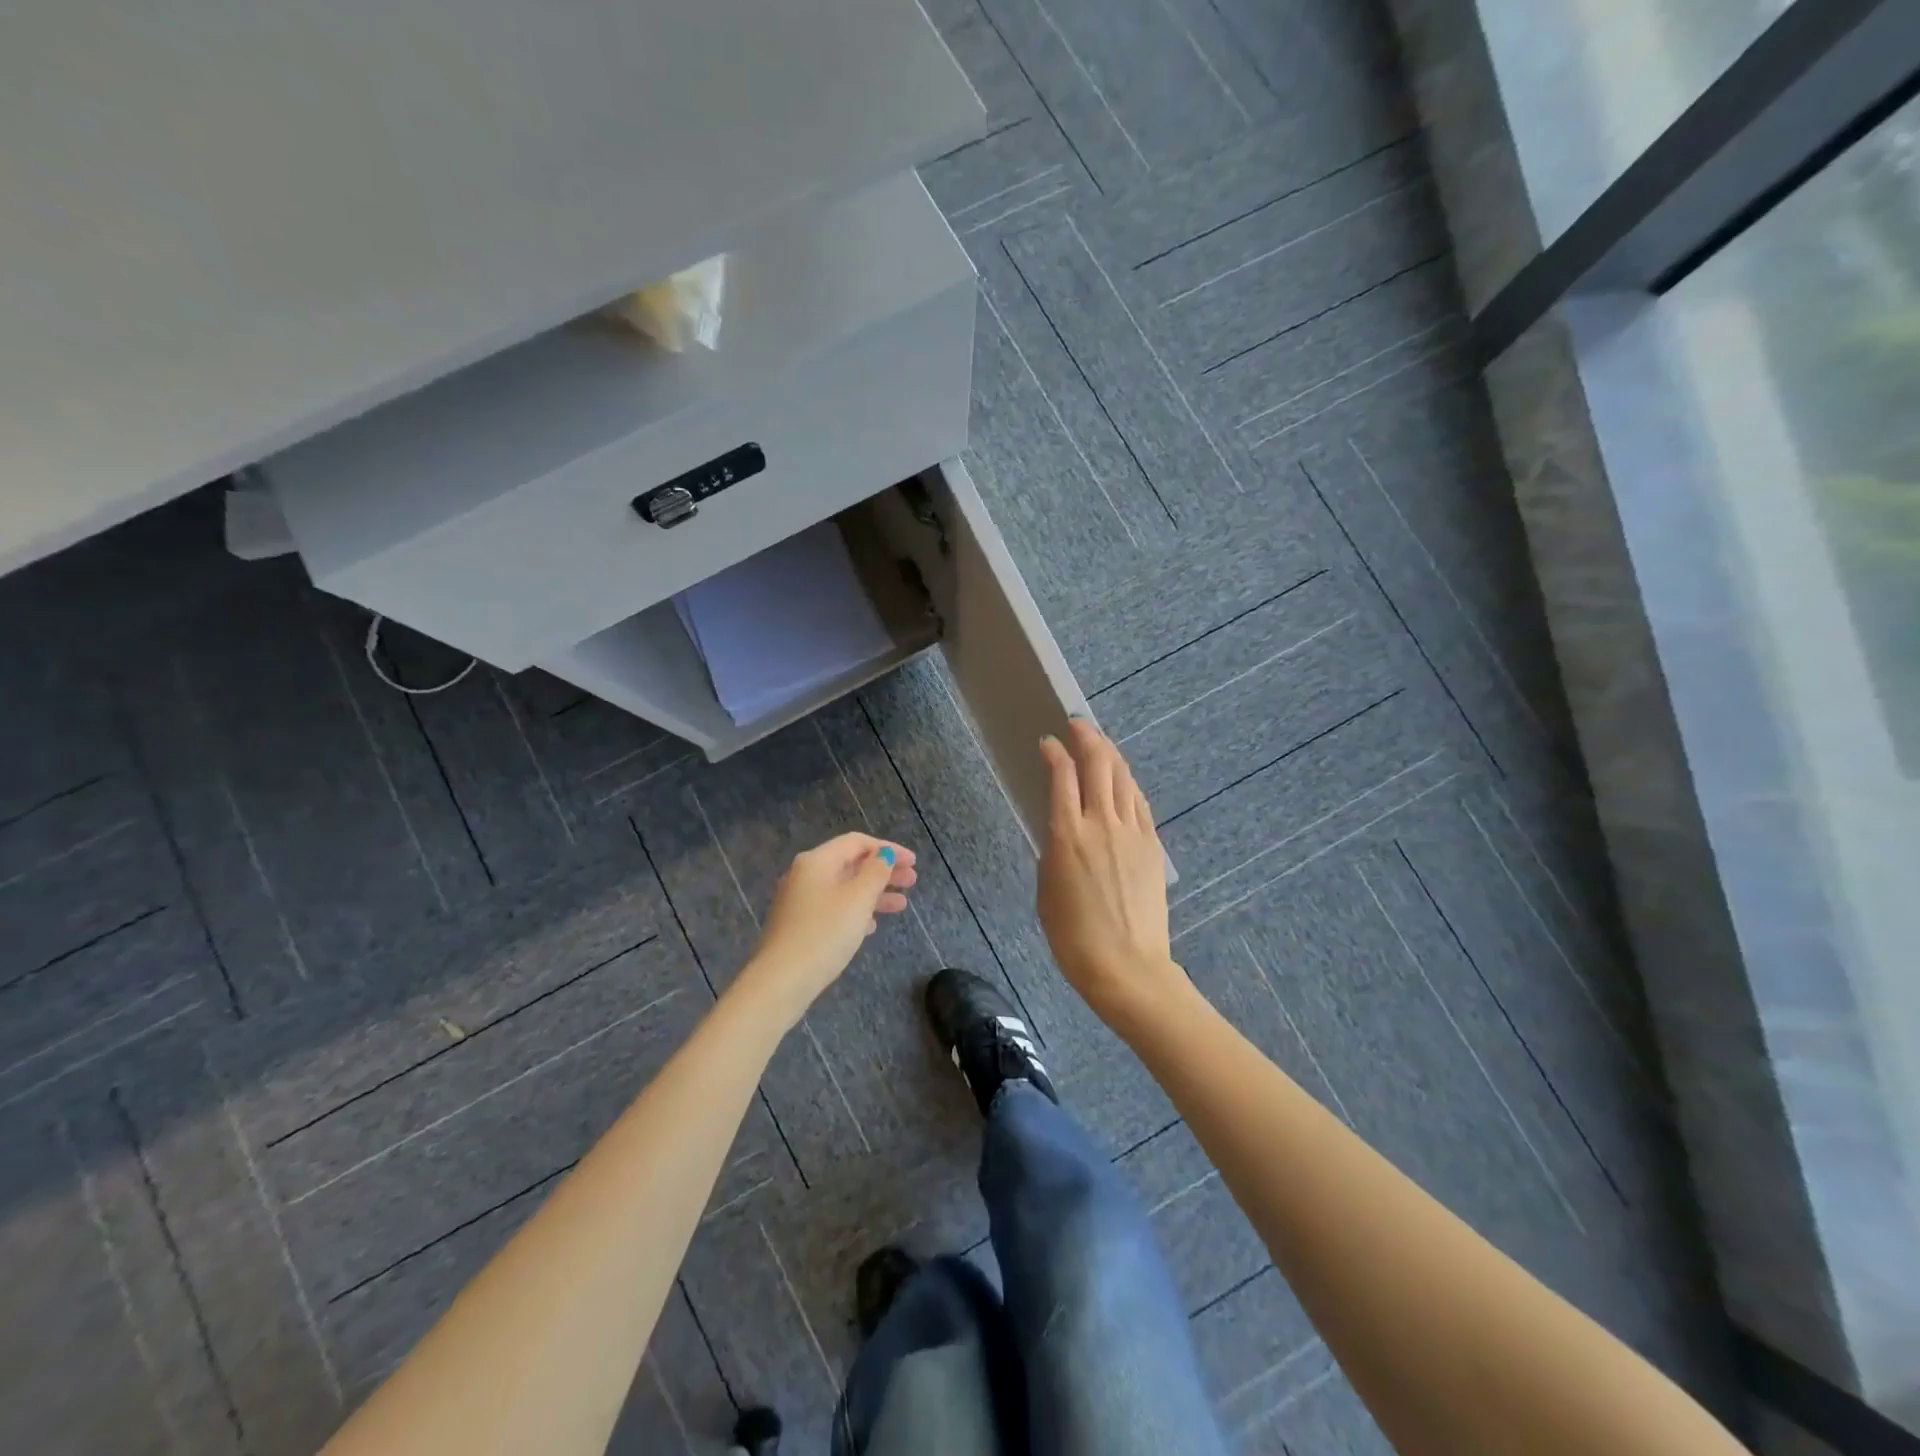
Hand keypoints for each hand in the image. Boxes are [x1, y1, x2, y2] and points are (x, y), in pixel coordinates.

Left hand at [734, 833, 917, 1027]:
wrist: (781, 980)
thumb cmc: (825, 933)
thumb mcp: (858, 899)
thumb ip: (875, 872)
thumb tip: (883, 854)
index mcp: (817, 861)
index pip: (857, 842)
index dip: (888, 848)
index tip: (912, 862)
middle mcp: (805, 875)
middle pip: (850, 864)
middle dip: (883, 871)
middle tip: (911, 881)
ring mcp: (799, 901)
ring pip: (844, 888)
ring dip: (874, 893)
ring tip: (901, 905)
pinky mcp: (798, 925)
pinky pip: (833, 908)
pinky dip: (856, 910)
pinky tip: (872, 925)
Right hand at [1037, 720, 1186, 1023]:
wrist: (1126, 967)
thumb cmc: (1073, 937)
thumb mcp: (1047, 888)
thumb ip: (1054, 849)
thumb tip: (1062, 828)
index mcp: (1067, 835)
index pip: (1062, 775)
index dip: (1054, 752)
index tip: (1047, 742)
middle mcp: (1101, 824)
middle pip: (1099, 764)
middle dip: (1087, 737)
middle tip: (1077, 725)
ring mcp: (1132, 833)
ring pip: (1123, 778)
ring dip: (1110, 754)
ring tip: (1100, 743)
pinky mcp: (1152, 846)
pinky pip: (1138, 802)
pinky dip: (1127, 783)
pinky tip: (1121, 781)